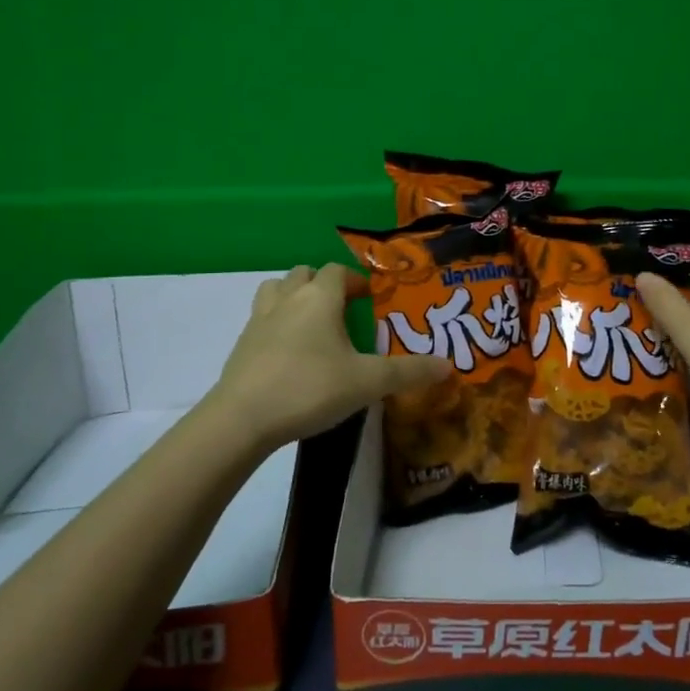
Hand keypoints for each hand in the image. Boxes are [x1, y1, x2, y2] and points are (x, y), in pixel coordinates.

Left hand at [207, 264, 451, 450]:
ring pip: (275, 290)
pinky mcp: (241, 346)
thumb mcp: (368, 382)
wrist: (241, 419)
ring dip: (293, 296)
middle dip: (324, 284)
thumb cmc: (310, 388)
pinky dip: (276, 324)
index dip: (355, 280)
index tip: (370, 298)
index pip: (337, 271)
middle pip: (303, 273)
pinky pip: (261, 320)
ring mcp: (258, 321)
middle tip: (342, 309)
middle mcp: (287, 299)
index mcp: (319, 298)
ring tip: (311, 323)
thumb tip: (448, 366)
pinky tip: (288, 354)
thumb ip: (409, 372)